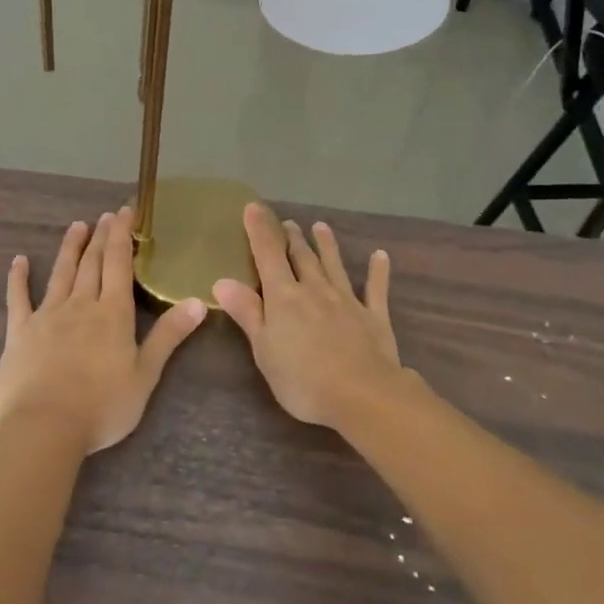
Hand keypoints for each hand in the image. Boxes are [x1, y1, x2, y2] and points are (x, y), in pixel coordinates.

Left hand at [0, 210, 205, 453]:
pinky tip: (18, 261)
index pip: (119, 264)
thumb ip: (169, 335)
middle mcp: (80, 305)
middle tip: (105, 215)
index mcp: (112, 313)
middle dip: (100, 237)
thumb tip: (198, 301)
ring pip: (60, 273)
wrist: (46, 426)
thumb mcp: (146, 374)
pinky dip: (18, 278)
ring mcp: (47, 316)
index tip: (124, 212)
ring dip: (69, 248)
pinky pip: (17, 299)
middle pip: (92, 263)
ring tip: (76, 226)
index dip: (122, 236)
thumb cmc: (103, 406)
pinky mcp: (19, 332)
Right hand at [212, 204, 406, 429]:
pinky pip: (375, 289)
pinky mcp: (374, 317)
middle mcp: (315, 290)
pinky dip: (378, 271)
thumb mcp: (264, 350)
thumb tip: (222, 280)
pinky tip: (381, 256)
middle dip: (292, 238)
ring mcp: (347, 301)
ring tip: (321, 227)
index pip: (268, 256)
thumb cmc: (303, 378)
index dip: (260, 231)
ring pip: (334, 265)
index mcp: (285, 297)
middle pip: (302, 257)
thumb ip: (247, 313)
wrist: (362, 395)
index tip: (253, 207)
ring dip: (326, 245)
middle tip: (288, 222)